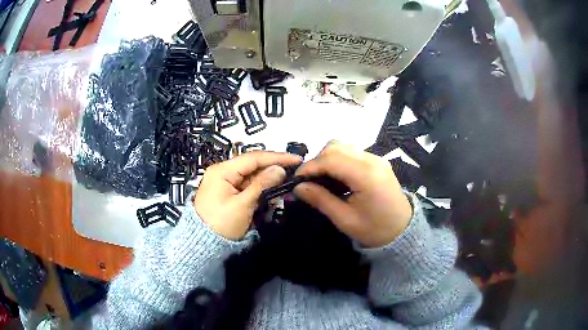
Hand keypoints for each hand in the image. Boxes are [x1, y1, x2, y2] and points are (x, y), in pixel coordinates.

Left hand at [194, 151, 301, 239]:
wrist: (203, 244)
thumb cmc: (221, 224)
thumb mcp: (243, 205)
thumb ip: (262, 185)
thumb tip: (280, 169)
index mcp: (222, 170)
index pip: (253, 158)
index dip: (276, 157)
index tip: (296, 160)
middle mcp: (223, 172)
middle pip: (253, 166)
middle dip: (274, 169)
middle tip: (295, 172)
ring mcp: (226, 183)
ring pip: (252, 177)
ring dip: (269, 181)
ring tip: (287, 184)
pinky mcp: (229, 193)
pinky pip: (248, 187)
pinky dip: (261, 190)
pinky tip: (273, 193)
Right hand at [294, 141, 411, 247]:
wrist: (402, 230)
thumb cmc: (374, 229)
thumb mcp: (345, 219)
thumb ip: (321, 200)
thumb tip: (297, 187)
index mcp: (366, 175)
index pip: (331, 159)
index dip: (310, 167)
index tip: (296, 180)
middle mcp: (372, 160)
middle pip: (336, 147)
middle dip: (317, 161)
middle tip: (308, 181)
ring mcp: (376, 158)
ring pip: (343, 147)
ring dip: (327, 159)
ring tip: (320, 179)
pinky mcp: (377, 161)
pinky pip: (352, 153)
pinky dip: (338, 161)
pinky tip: (335, 178)